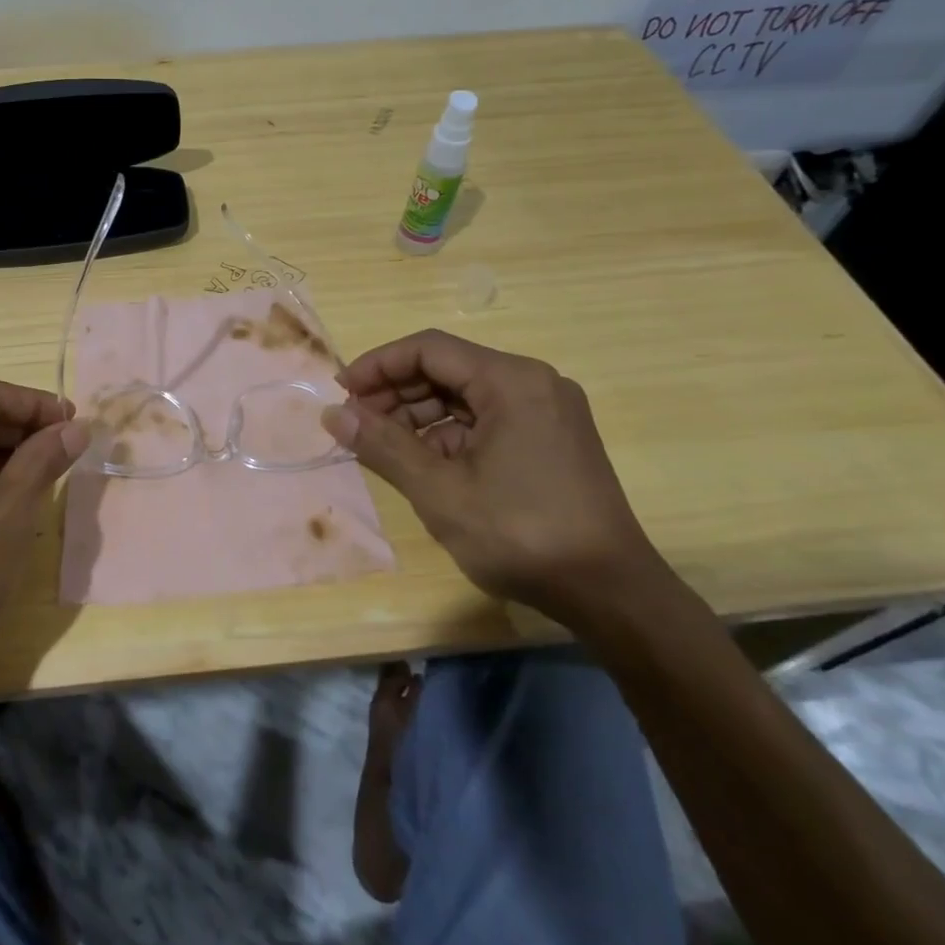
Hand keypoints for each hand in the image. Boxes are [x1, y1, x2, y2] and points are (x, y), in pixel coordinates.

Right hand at [322, 330, 666, 625]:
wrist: (612, 595)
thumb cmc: (521, 535)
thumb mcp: (440, 492)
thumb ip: (383, 446)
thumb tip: (332, 414)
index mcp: (511, 381)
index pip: (429, 349)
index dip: (378, 366)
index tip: (341, 393)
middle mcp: (533, 383)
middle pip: (447, 369)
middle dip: (396, 393)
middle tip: (356, 423)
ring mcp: (546, 411)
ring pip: (465, 396)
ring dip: (418, 416)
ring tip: (382, 447)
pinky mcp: (550, 439)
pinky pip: (486, 420)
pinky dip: (448, 435)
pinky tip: (422, 463)